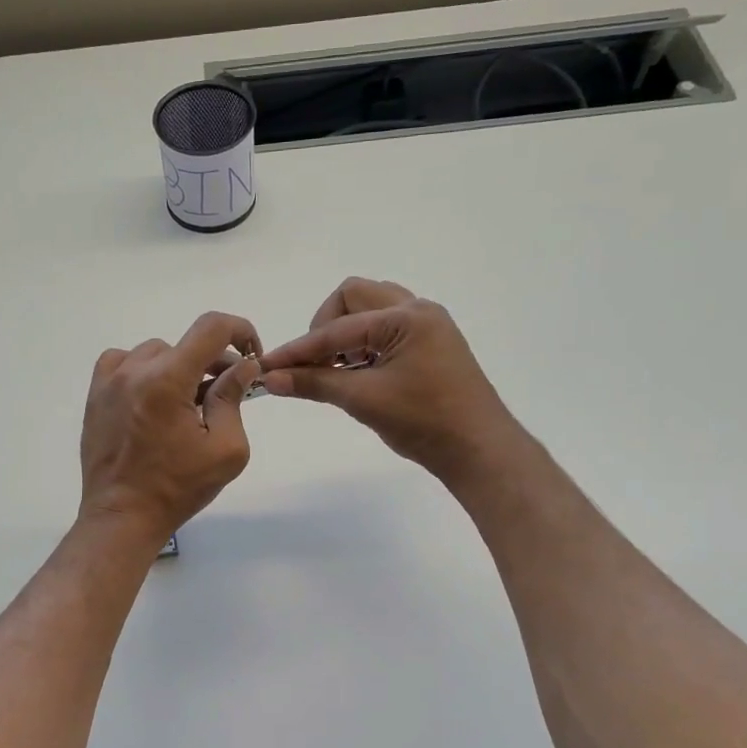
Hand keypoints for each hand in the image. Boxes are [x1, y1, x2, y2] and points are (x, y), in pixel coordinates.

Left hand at [79, 311, 261, 544]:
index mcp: (168, 380)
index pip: (211, 328)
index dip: (240, 331)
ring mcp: (109, 381)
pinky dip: (143, 370)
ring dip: (177, 368)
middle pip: (185, 344)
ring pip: (154, 353)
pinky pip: (122, 363)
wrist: (122, 516)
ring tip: (186, 403)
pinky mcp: (95, 396)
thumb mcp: (225, 450)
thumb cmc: (178, 488)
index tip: (251, 355)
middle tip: (224, 394)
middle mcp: (135, 371)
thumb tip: (242, 367)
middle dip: (212, 363)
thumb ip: (233, 400)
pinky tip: (152, 397)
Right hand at [260, 278, 519, 490]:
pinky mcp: (430, 345)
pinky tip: (357, 373)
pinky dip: (364, 343)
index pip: (338, 328)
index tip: (268, 367)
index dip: (300, 349)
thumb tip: (270, 378)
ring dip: (346, 333)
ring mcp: (427, 326)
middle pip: (354, 297)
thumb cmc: (424, 422)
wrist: (478, 450)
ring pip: (371, 309)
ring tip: (337, 368)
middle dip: (325, 326)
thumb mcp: (364, 400)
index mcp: (406, 318)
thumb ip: (315, 383)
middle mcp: (418, 310)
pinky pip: (386, 328)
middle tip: (316, 363)